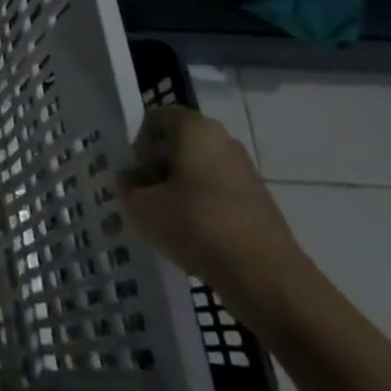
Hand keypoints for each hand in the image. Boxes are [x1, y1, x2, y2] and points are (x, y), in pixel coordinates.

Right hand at [116, 105, 304, 305]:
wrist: (263, 273)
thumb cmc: (195, 225)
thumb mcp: (142, 207)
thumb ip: (127, 187)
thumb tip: (128, 179)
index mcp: (195, 130)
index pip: (158, 117)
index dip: (139, 141)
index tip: (136, 172)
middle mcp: (223, 140)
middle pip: (179, 142)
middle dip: (157, 166)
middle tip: (144, 196)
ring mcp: (244, 170)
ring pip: (198, 168)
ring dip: (177, 187)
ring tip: (165, 219)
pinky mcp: (257, 198)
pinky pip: (217, 190)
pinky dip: (200, 204)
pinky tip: (192, 233)